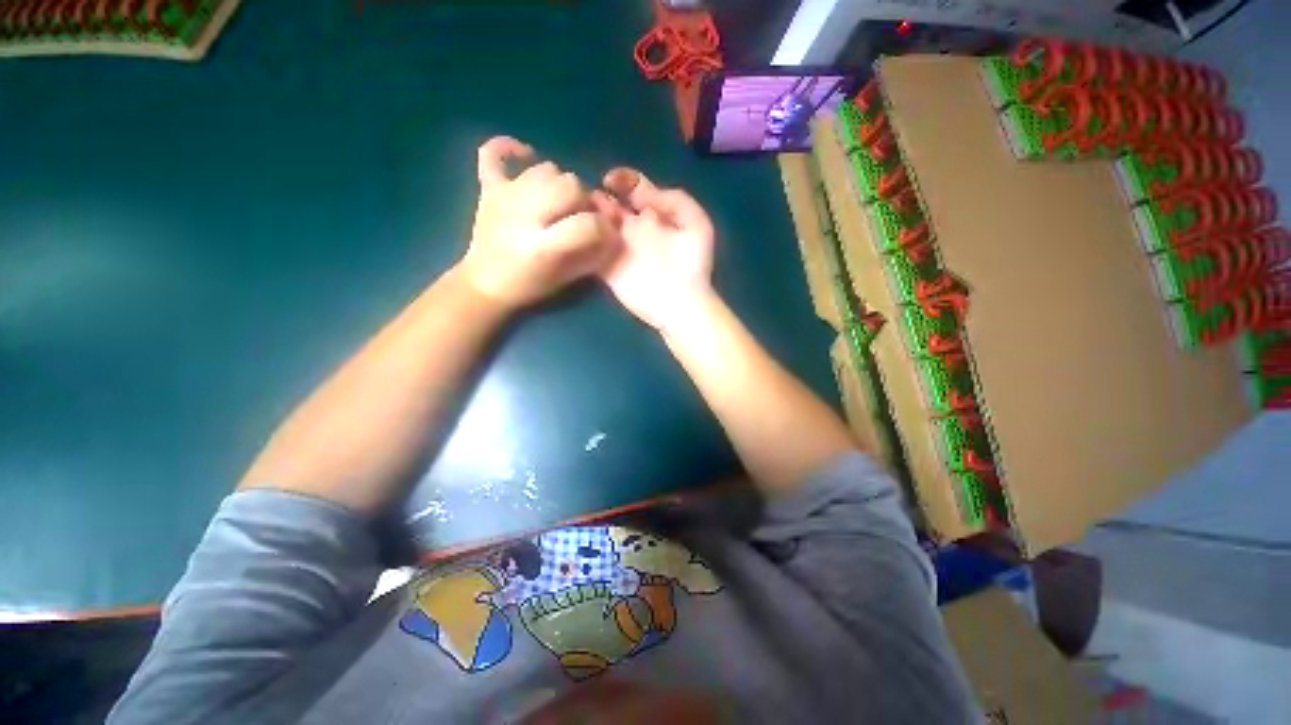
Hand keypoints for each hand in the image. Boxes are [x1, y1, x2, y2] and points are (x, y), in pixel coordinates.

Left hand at [458, 136, 615, 309]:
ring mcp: (503, 197)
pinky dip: (510, 149)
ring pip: (546, 168)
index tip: (607, 234)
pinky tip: (526, 157)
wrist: (485, 284)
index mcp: (542, 247)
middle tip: (580, 217)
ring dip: (560, 184)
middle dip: (584, 201)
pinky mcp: (488, 188)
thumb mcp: (567, 279)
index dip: (605, 228)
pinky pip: (493, 152)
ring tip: (558, 203)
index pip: (587, 224)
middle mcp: (522, 216)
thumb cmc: (529, 285)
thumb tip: (613, 233)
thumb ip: (593, 256)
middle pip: (570, 185)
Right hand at [591, 167, 715, 331]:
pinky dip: (580, 238)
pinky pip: (588, 249)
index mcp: (654, 215)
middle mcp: (634, 229)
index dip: (623, 179)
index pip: (634, 188)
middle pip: (610, 204)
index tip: (611, 180)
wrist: (681, 301)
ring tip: (580, 208)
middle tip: (590, 195)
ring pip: (596, 224)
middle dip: (598, 195)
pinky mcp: (606, 269)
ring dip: (586, 214)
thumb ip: (675, 200)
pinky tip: (577, 229)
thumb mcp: (697, 223)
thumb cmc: (693, 264)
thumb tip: (643, 193)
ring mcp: (618, 249)